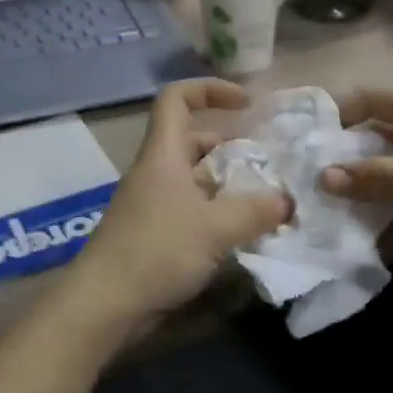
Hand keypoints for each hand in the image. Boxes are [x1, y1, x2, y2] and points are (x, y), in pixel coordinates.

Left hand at [63, 79, 291, 331]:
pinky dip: (217, 212)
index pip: (177, 98)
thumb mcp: (215, 228)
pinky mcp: (154, 233)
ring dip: (228, 184)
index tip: (246, 103)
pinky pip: (191, 209)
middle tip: (268, 164)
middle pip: (193, 141)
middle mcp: (156, 171)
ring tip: (265, 200)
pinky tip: (243, 232)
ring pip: (195, 179)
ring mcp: (153, 203)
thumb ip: (256, 211)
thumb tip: (287, 201)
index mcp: (164, 154)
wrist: (105, 303)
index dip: (210, 89)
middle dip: (231, 146)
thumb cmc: (157, 250)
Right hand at [318, 88, 392, 267]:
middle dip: (345, 164)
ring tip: (332, 221)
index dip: (333, 117)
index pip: (368, 100)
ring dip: (370, 197)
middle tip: (307, 188)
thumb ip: (375, 176)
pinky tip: (378, 247)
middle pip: (377, 139)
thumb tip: (321, 177)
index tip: (297, 143)